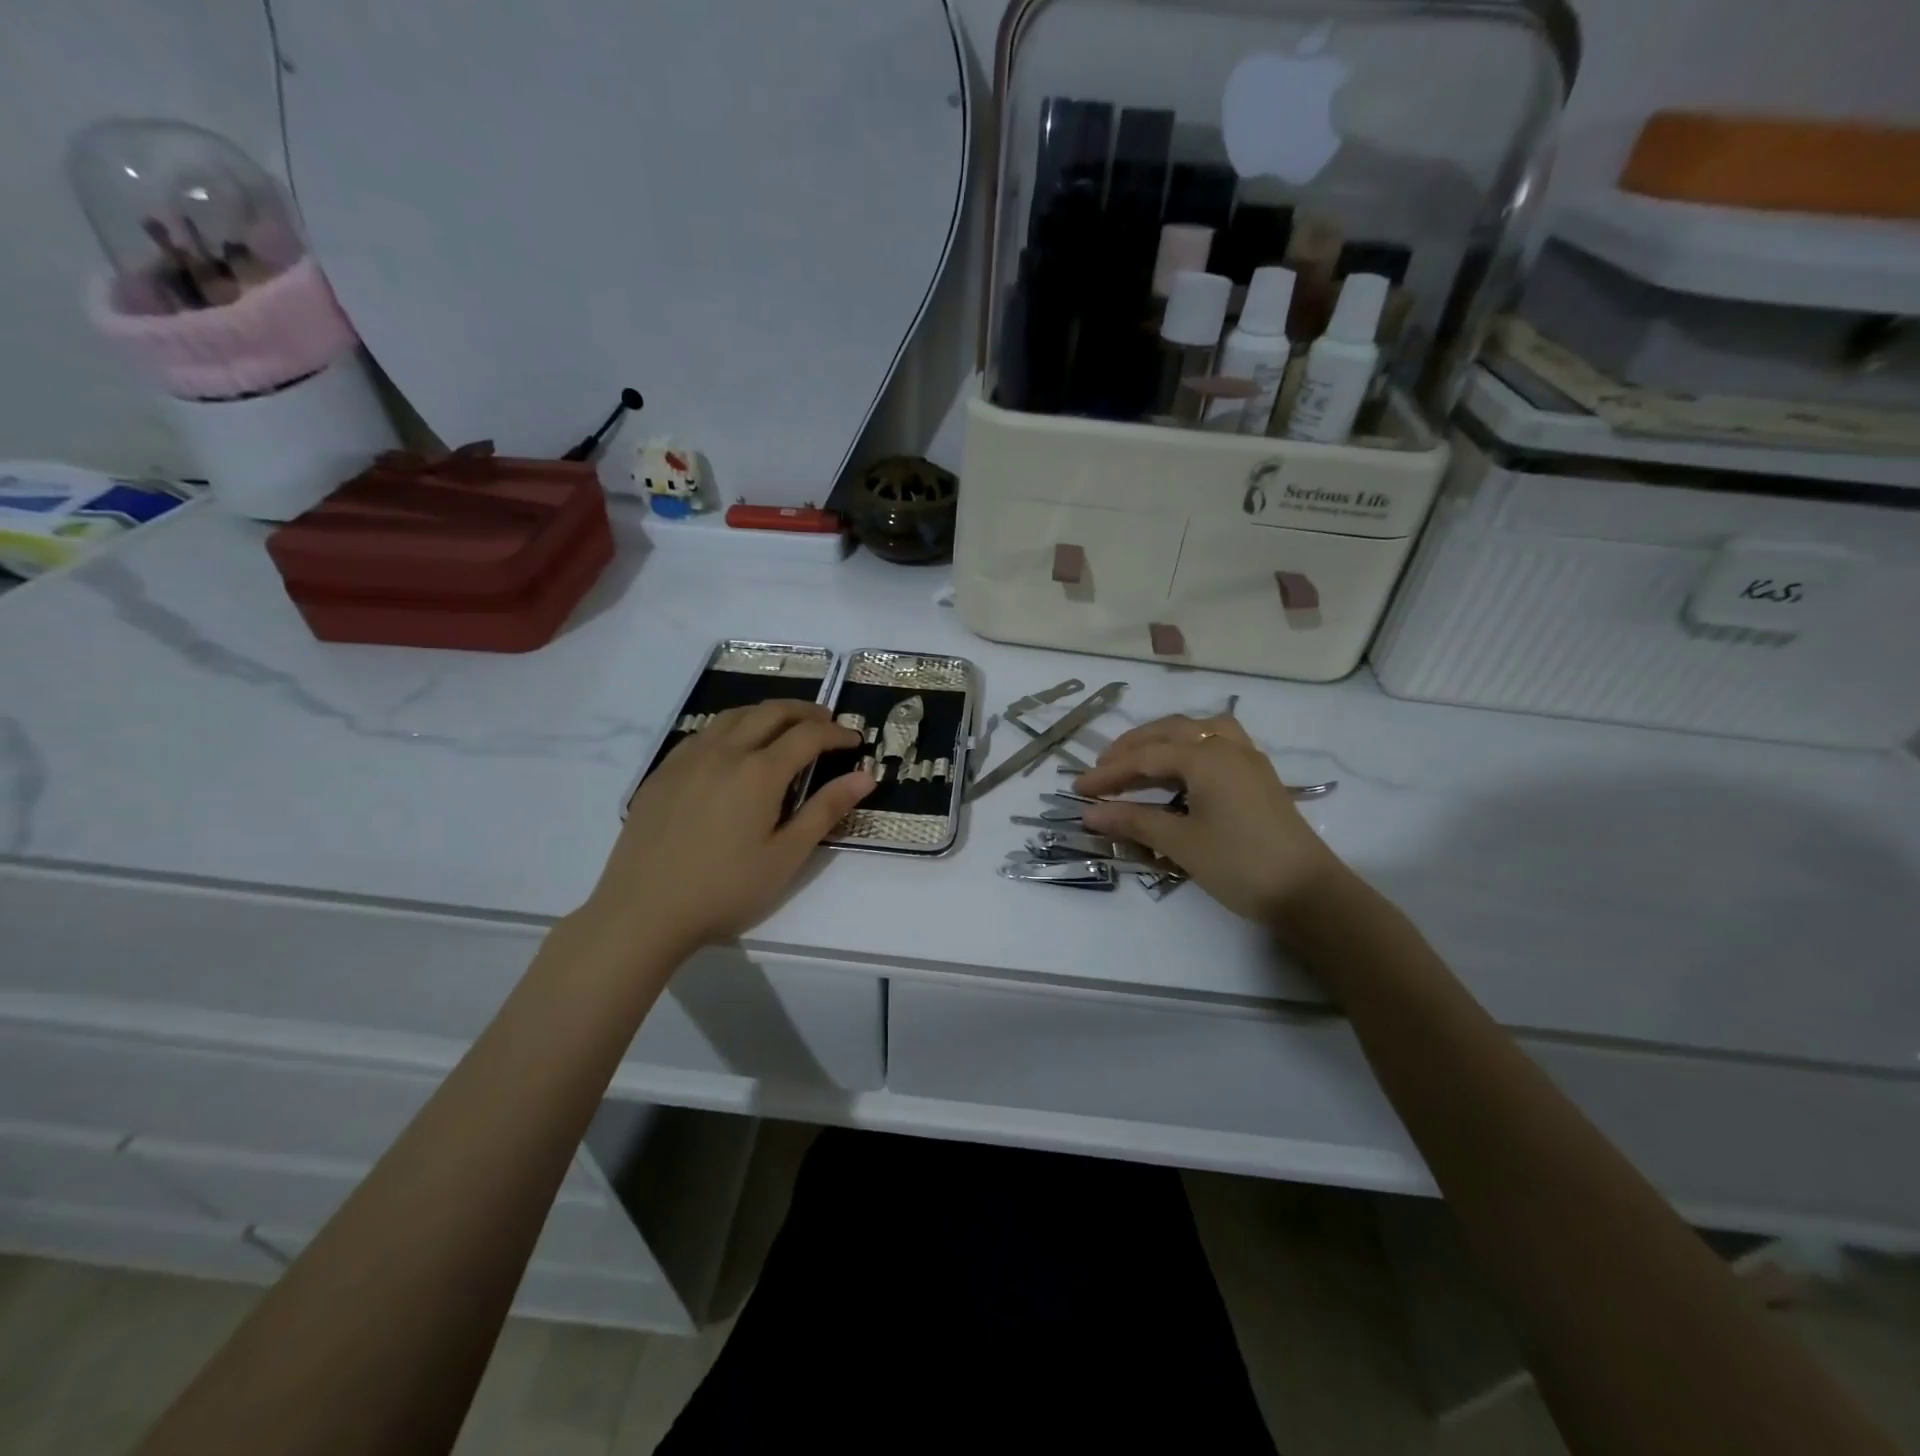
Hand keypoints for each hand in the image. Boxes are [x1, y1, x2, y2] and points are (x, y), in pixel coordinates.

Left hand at [589, 701, 873, 952]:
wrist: (643, 911)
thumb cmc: (725, 889)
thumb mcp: (786, 856)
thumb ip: (826, 810)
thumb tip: (865, 776)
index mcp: (759, 772)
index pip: (807, 736)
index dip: (836, 733)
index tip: (855, 740)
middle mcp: (724, 752)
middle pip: (771, 712)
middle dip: (805, 712)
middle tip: (827, 723)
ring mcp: (688, 758)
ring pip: (734, 715)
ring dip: (767, 713)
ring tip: (785, 726)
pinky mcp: (662, 772)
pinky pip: (704, 733)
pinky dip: (732, 727)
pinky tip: (734, 749)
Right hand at [1075, 714, 1345, 928]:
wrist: (1309, 893)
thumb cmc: (1240, 864)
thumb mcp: (1181, 843)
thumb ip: (1133, 820)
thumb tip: (1089, 812)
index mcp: (1207, 757)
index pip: (1145, 756)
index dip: (1108, 772)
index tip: (1077, 788)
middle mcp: (1228, 747)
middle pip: (1170, 732)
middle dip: (1132, 747)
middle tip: (1103, 769)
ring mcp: (1248, 760)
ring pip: (1199, 731)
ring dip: (1164, 740)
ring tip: (1140, 760)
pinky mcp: (1259, 778)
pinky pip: (1218, 745)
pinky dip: (1190, 749)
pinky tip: (1181, 772)